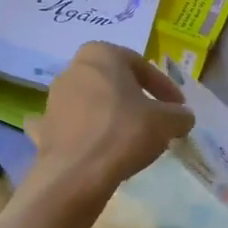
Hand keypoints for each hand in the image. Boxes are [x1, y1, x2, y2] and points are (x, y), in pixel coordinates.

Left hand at [27, 44, 194, 199]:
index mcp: (100, 54)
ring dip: (112, 117)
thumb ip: (180, 115)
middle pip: (114, 83)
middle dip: (135, 100)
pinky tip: (99, 150)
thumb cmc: (125, 133)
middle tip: (156, 121)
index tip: (178, 108)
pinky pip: (73, 127)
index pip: (142, 66)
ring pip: (92, 104)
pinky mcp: (45, 128)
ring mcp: (54, 99)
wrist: (77, 173)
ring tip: (132, 139)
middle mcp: (72, 69)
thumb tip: (182, 117)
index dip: (165, 88)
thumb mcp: (167, 122)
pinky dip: (87, 134)